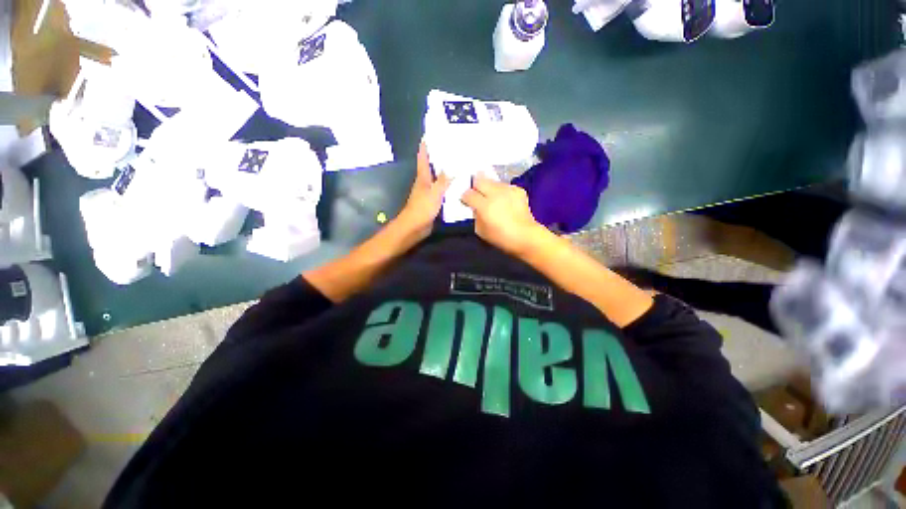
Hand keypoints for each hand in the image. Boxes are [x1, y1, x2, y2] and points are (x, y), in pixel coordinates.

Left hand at [396, 142, 450, 240]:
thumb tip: (452, 167)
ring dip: (446, 173)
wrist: (415, 227)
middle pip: (432, 167)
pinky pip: (442, 191)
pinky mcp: (433, 202)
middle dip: (439, 158)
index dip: (425, 147)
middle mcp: (425, 183)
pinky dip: (449, 187)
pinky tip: (459, 187)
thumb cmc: (422, 208)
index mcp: (423, 177)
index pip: (423, 158)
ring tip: (459, 166)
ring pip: (438, 179)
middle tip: (453, 150)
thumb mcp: (434, 193)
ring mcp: (429, 193)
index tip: (429, 135)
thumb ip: (443, 181)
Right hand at [461, 174, 545, 255]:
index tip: (467, 201)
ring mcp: (508, 190)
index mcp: (484, 206)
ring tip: (492, 197)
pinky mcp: (518, 189)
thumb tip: (475, 207)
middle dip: (475, 186)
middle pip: (479, 180)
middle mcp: (495, 194)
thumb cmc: (500, 237)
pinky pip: (505, 186)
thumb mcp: (480, 230)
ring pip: (492, 181)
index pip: (468, 194)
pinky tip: (504, 200)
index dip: (465, 197)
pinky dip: (502, 191)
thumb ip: (475, 216)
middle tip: (477, 193)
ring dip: (489, 187)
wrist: (525, 236)